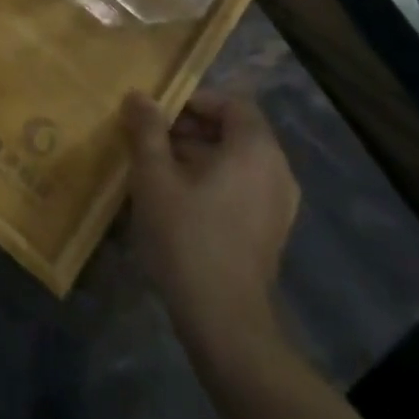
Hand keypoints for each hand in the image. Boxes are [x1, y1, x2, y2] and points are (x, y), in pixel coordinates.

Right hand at [124, 87, 300, 348]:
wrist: (224, 323)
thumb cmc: (188, 236)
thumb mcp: (154, 175)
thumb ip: (147, 129)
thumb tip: (139, 96)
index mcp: (256, 149)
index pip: (232, 102)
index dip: (194, 100)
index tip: (160, 114)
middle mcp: (277, 171)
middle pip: (234, 130)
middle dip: (191, 128)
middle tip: (151, 140)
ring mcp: (278, 205)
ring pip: (236, 160)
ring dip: (198, 155)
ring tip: (158, 169)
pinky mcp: (271, 232)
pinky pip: (242, 187)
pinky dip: (213, 181)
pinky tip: (178, 200)